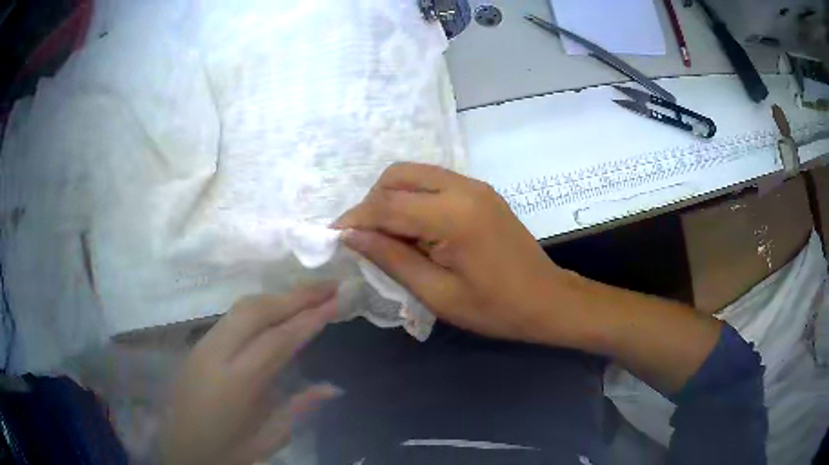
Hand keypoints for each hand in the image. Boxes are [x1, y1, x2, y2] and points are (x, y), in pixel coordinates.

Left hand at [159, 285, 340, 464]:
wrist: (182, 450)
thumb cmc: (228, 450)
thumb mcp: (269, 438)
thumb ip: (299, 407)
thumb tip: (333, 387)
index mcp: (236, 384)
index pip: (277, 340)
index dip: (308, 319)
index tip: (335, 301)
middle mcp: (216, 354)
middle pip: (257, 311)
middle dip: (295, 295)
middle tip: (330, 285)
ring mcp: (203, 346)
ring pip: (242, 307)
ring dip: (277, 296)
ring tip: (309, 292)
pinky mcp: (199, 345)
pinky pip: (232, 316)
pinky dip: (260, 306)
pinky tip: (277, 309)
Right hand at [334, 163, 569, 343]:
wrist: (547, 299)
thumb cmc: (495, 308)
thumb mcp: (438, 293)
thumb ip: (391, 258)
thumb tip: (351, 236)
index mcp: (454, 216)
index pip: (387, 204)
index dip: (355, 219)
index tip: (335, 237)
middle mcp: (463, 188)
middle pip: (397, 175)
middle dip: (372, 202)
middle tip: (365, 238)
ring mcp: (475, 185)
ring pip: (414, 174)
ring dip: (391, 198)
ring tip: (387, 235)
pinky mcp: (480, 191)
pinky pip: (433, 182)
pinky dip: (413, 198)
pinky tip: (414, 228)